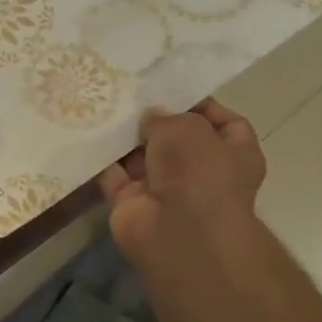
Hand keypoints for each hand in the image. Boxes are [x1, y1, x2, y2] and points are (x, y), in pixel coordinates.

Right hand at [100, 98, 266, 273]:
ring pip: (141, 157)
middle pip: (176, 140)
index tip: (172, 90)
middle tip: (128, 95)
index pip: (225, 123)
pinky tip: (87, 133)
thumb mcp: (186, 127)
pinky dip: (101, 159)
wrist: (177, 231)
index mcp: (234, 154)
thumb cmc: (198, 172)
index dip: (201, 106)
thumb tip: (150, 117)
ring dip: (124, 139)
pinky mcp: (132, 203)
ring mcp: (165, 190)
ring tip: (102, 107)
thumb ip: (166, 116)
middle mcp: (202, 173)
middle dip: (154, 121)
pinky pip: (113, 176)